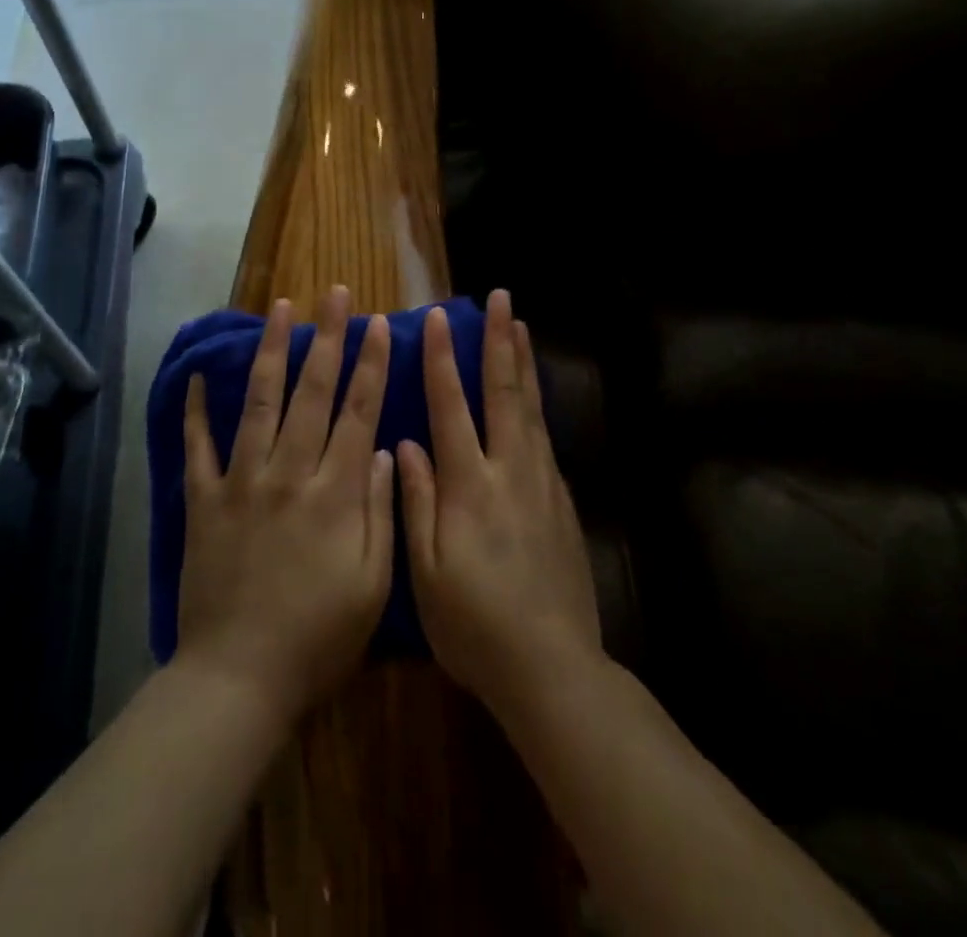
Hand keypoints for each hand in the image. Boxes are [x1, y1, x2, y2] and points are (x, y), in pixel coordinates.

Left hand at [176, 287, 395, 724]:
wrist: (239, 679)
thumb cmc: (319, 638)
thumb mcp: (374, 584)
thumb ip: (381, 511)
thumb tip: (382, 451)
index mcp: (336, 493)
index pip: (359, 412)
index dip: (372, 365)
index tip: (380, 324)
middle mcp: (289, 473)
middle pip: (312, 392)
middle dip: (328, 338)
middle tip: (334, 294)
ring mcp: (242, 483)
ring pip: (260, 403)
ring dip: (272, 352)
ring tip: (281, 308)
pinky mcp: (204, 502)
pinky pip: (198, 447)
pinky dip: (196, 409)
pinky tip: (199, 374)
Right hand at [398, 290, 603, 717]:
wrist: (552, 667)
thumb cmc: (474, 625)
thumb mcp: (425, 572)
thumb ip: (416, 501)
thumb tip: (404, 443)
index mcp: (469, 486)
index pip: (451, 407)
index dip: (441, 360)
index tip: (437, 319)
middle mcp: (509, 471)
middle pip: (503, 392)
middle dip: (499, 341)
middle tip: (501, 299)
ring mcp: (542, 483)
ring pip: (530, 407)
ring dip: (523, 362)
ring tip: (521, 325)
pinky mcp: (562, 501)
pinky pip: (545, 437)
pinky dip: (537, 403)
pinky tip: (534, 394)